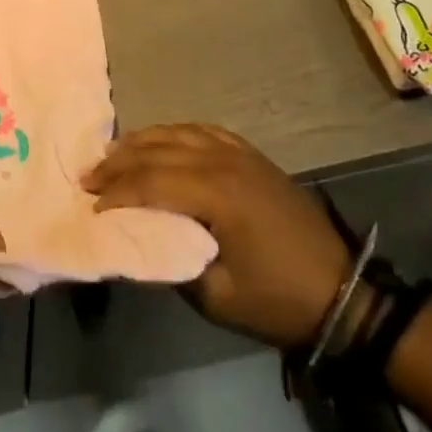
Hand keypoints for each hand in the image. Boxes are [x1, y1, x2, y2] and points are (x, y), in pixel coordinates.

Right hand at [84, 125, 353, 349]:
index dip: (117, 193)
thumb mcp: (217, 297)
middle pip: (157, 151)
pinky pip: (202, 130)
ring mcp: (239, 153)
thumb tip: (135, 240)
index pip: (150, 182)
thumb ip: (171, 262)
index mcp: (216, 193)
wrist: (344, 294)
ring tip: (112, 156)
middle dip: (118, 163)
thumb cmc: (278, 300)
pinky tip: (159, 142)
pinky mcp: (251, 155)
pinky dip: (172, 134)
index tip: (91, 207)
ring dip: (140, 143)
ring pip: (176, 134)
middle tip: (88, 177)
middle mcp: (223, 161)